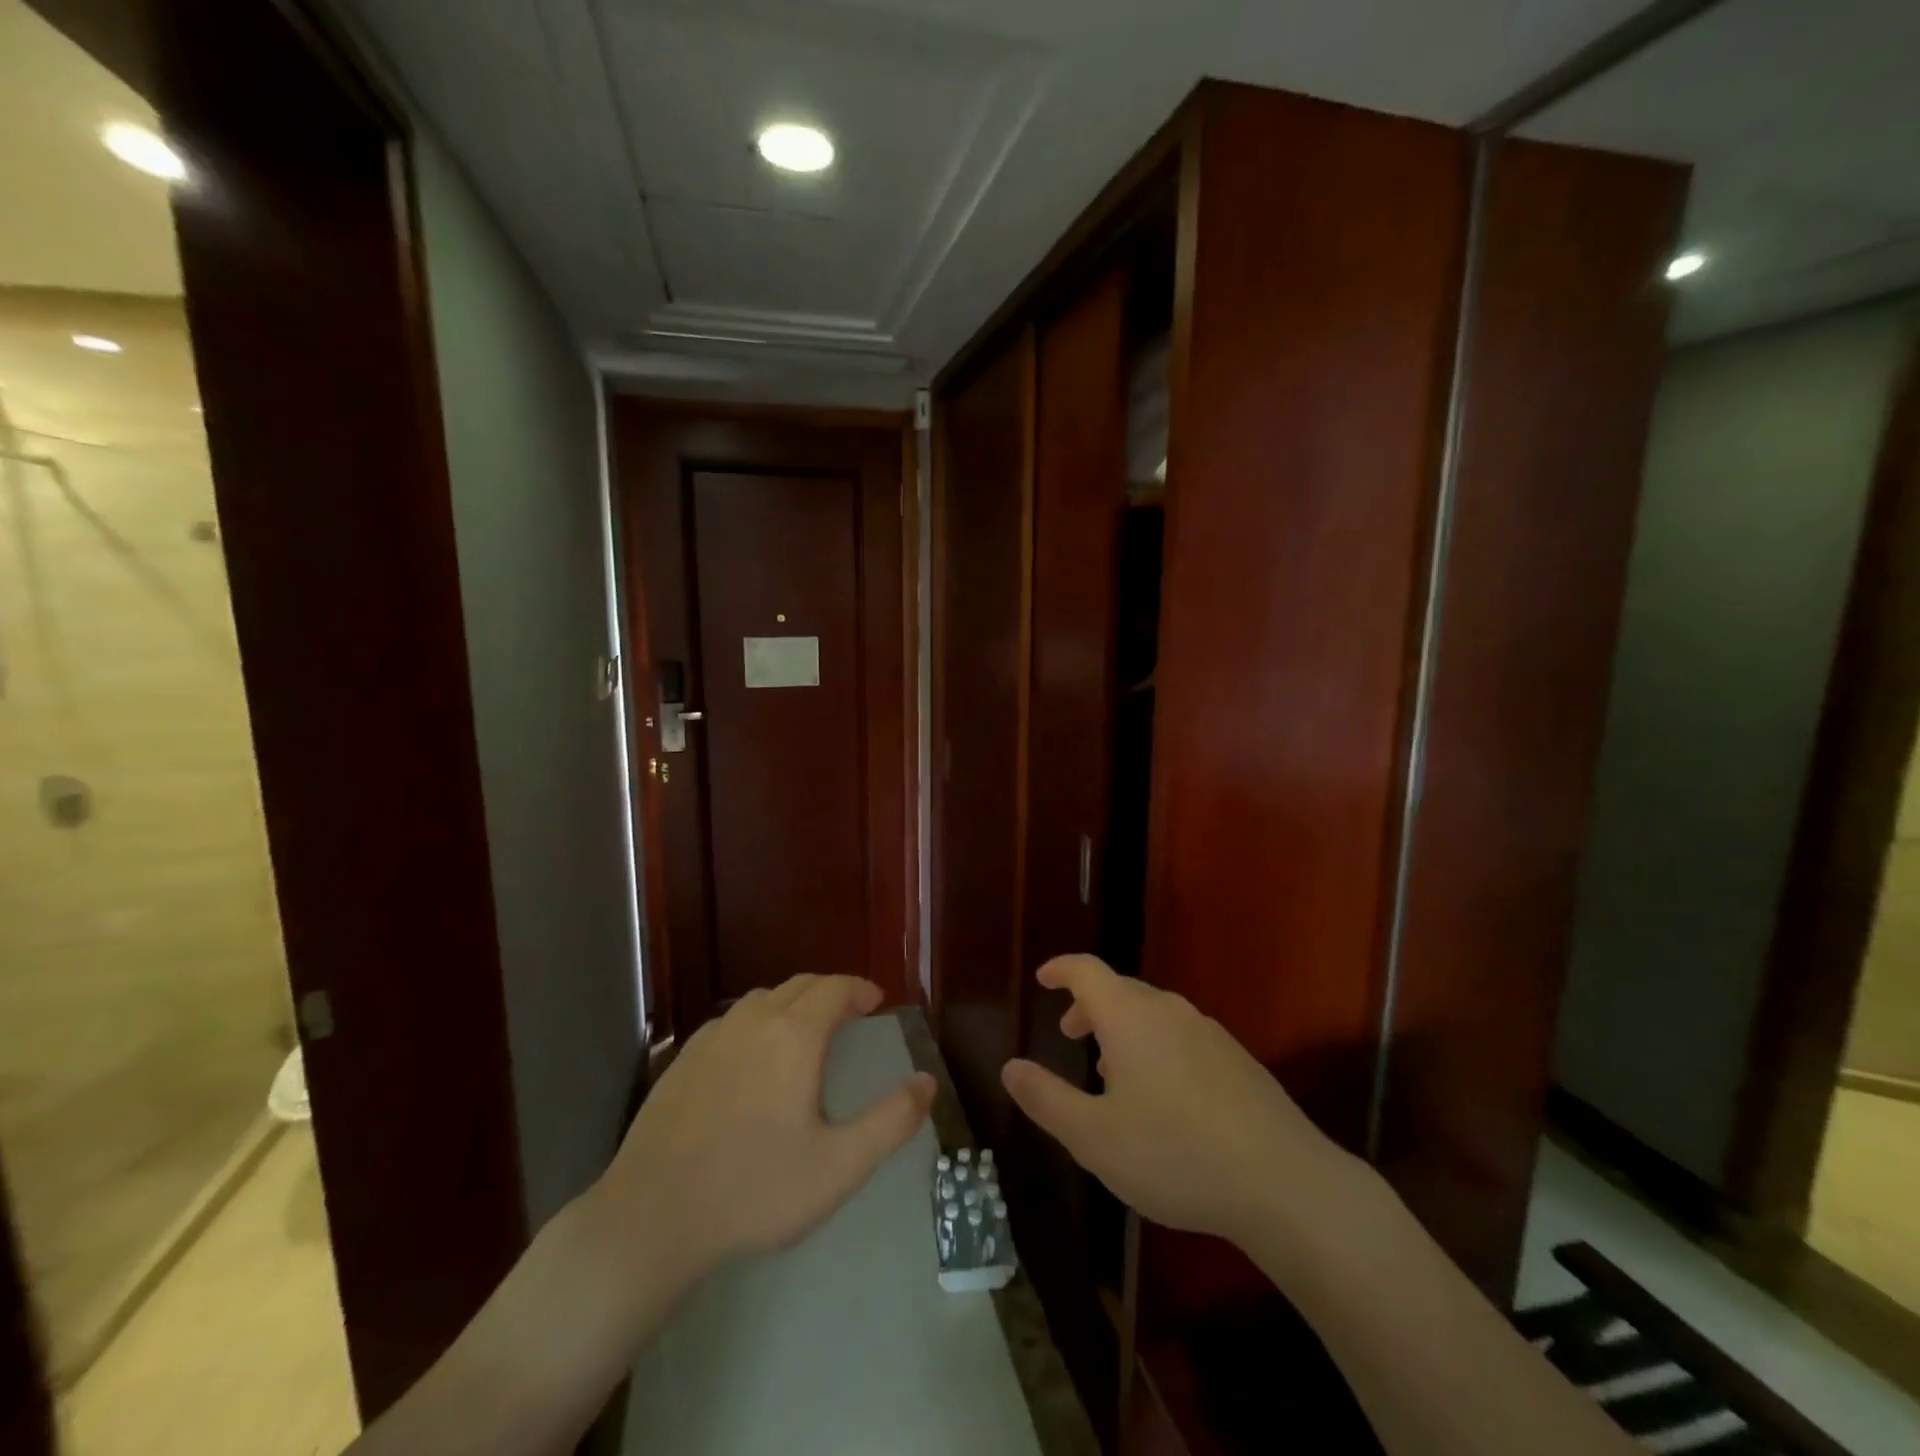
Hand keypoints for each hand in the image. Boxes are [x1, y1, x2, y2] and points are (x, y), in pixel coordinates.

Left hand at [594, 975, 934, 1290]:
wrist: (651, 1218)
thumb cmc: (755, 1190)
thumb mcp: (839, 1165)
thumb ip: (891, 1121)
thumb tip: (927, 1081)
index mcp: (794, 1035)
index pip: (835, 988)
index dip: (860, 989)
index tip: (876, 1002)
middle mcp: (753, 1021)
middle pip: (800, 985)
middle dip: (831, 991)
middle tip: (850, 1014)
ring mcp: (712, 1037)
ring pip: (762, 999)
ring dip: (792, 1003)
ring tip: (806, 1031)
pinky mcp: (682, 1060)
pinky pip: (731, 1022)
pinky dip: (756, 1022)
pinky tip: (753, 1058)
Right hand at [1001, 955, 1360, 1251]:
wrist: (1283, 1183)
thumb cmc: (1175, 1154)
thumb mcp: (1094, 1137)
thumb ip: (1046, 1098)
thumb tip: (1009, 1067)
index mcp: (1129, 1017)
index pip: (1086, 970)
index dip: (1060, 969)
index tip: (1043, 979)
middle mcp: (1169, 1010)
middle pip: (1120, 989)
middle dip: (1089, 1005)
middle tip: (1070, 1035)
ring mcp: (1208, 1032)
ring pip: (1153, 1014)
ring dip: (1123, 1029)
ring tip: (1112, 1072)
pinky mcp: (1237, 1059)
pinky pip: (1181, 1036)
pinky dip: (1156, 1046)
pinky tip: (1164, 1097)